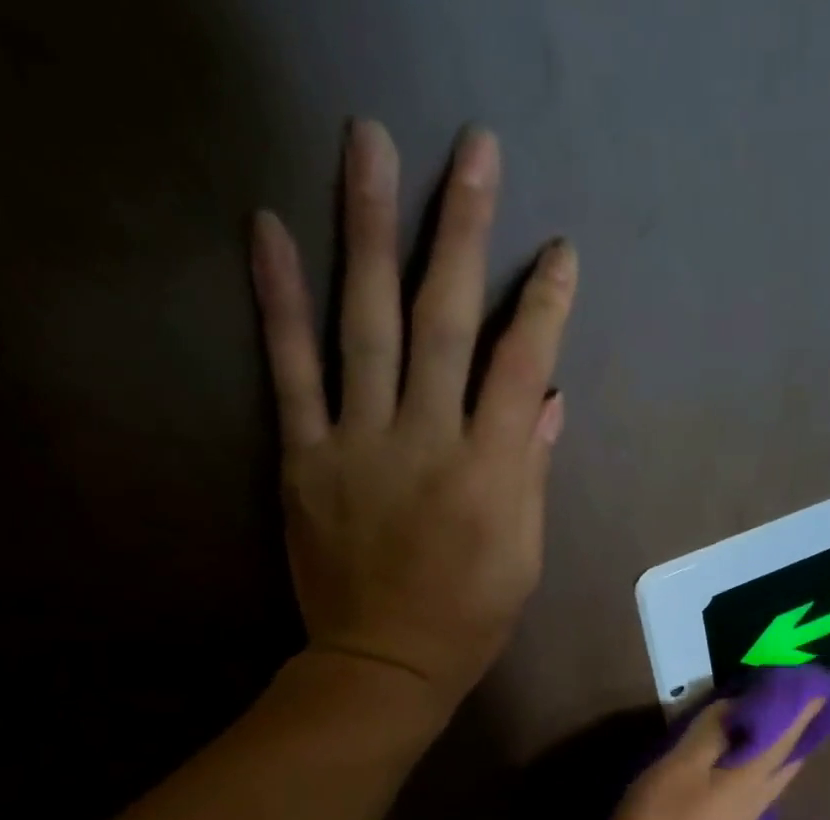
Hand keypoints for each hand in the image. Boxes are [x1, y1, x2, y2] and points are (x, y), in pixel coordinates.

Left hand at [251, 120, 577, 712]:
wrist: (385, 663)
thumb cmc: (471, 617)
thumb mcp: (524, 555)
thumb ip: (530, 472)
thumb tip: (546, 400)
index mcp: (489, 473)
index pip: (520, 368)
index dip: (543, 307)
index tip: (558, 253)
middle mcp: (426, 442)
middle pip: (446, 323)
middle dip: (463, 233)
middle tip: (474, 153)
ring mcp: (359, 444)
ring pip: (369, 325)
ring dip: (370, 231)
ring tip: (369, 145)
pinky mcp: (305, 458)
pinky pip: (291, 372)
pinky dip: (279, 301)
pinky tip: (271, 228)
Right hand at [604, 698, 824, 819]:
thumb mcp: (677, 770)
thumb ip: (709, 736)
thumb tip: (737, 708)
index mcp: (750, 779)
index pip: (787, 735)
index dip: (803, 708)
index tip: (820, 685)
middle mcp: (758, 801)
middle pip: (788, 760)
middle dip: (798, 731)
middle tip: (801, 704)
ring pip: (771, 778)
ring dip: (776, 750)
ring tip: (769, 727)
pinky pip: (750, 792)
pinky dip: (753, 769)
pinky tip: (735, 768)